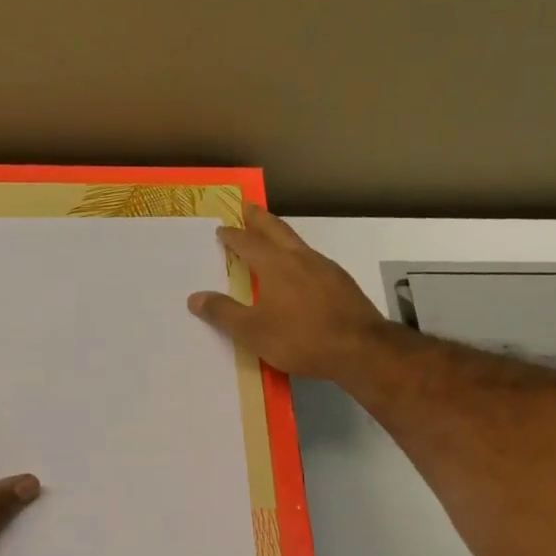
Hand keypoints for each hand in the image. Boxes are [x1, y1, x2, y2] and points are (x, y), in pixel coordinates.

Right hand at [187, 205, 390, 381]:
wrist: (360, 348)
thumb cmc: (300, 338)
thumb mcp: (253, 332)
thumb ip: (224, 313)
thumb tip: (195, 297)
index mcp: (275, 265)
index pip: (247, 243)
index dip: (232, 236)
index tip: (222, 230)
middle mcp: (300, 258)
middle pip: (276, 230)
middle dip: (259, 219)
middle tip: (248, 207)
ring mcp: (325, 268)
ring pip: (298, 243)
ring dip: (282, 236)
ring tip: (273, 238)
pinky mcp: (342, 283)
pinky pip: (314, 261)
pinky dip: (300, 257)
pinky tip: (302, 271)